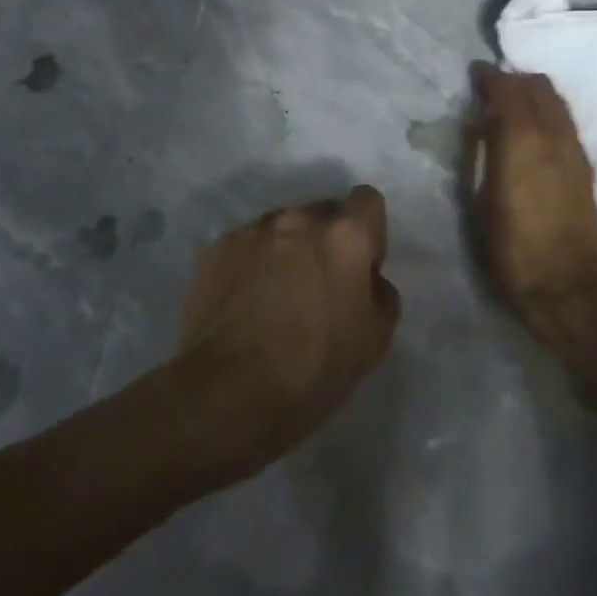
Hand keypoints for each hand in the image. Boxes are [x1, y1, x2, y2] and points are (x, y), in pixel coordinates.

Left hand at [175, 186, 400, 479]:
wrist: (227, 395)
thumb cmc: (314, 369)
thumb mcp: (376, 339)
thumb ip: (381, 293)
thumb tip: (367, 280)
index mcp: (345, 234)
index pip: (367, 200)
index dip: (369, 232)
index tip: (361, 268)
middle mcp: (299, 219)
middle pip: (323, 213)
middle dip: (327, 240)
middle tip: (319, 285)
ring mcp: (252, 231)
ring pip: (282, 228)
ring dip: (287, 250)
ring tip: (276, 295)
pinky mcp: (215, 250)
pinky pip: (247, 246)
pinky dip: (252, 264)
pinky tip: (246, 303)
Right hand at [469, 63, 596, 385]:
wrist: (567, 285)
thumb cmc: (512, 249)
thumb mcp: (480, 203)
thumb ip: (481, 155)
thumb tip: (481, 124)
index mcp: (521, 143)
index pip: (509, 91)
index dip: (490, 76)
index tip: (475, 71)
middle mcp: (553, 137)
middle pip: (538, 87)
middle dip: (514, 79)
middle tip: (492, 87)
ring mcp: (574, 149)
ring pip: (557, 101)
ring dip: (534, 93)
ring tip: (512, 103)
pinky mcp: (585, 165)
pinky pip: (566, 121)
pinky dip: (548, 111)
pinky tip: (534, 128)